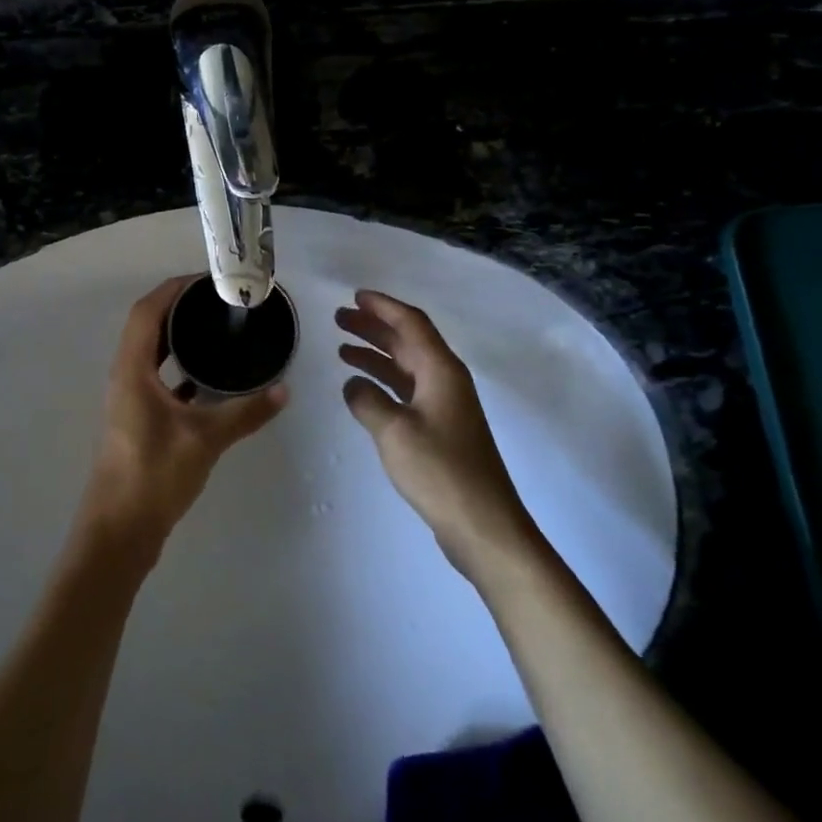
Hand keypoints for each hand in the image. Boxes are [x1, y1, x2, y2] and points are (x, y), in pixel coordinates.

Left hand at [75, 277, 287, 568]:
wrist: (120, 531)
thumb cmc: (154, 475)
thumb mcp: (206, 439)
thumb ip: (246, 412)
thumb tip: (285, 389)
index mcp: (132, 369)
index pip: (147, 311)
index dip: (174, 289)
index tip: (208, 280)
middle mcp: (126, 376)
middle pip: (149, 326)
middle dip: (181, 307)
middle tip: (221, 300)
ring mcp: (130, 399)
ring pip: (153, 353)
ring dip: (179, 337)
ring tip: (218, 328)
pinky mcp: (138, 419)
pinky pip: (159, 378)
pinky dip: (181, 368)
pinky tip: (211, 376)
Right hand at [336, 290, 540, 584]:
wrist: (483, 525)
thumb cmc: (440, 471)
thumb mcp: (394, 432)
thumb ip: (367, 401)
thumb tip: (352, 384)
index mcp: (441, 371)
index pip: (411, 324)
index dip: (382, 307)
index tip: (355, 296)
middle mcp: (446, 380)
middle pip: (408, 341)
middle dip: (374, 327)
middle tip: (339, 318)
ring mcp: (445, 405)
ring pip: (406, 366)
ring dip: (376, 354)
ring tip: (342, 348)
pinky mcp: (441, 429)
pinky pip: (407, 390)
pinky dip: (383, 382)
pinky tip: (361, 388)